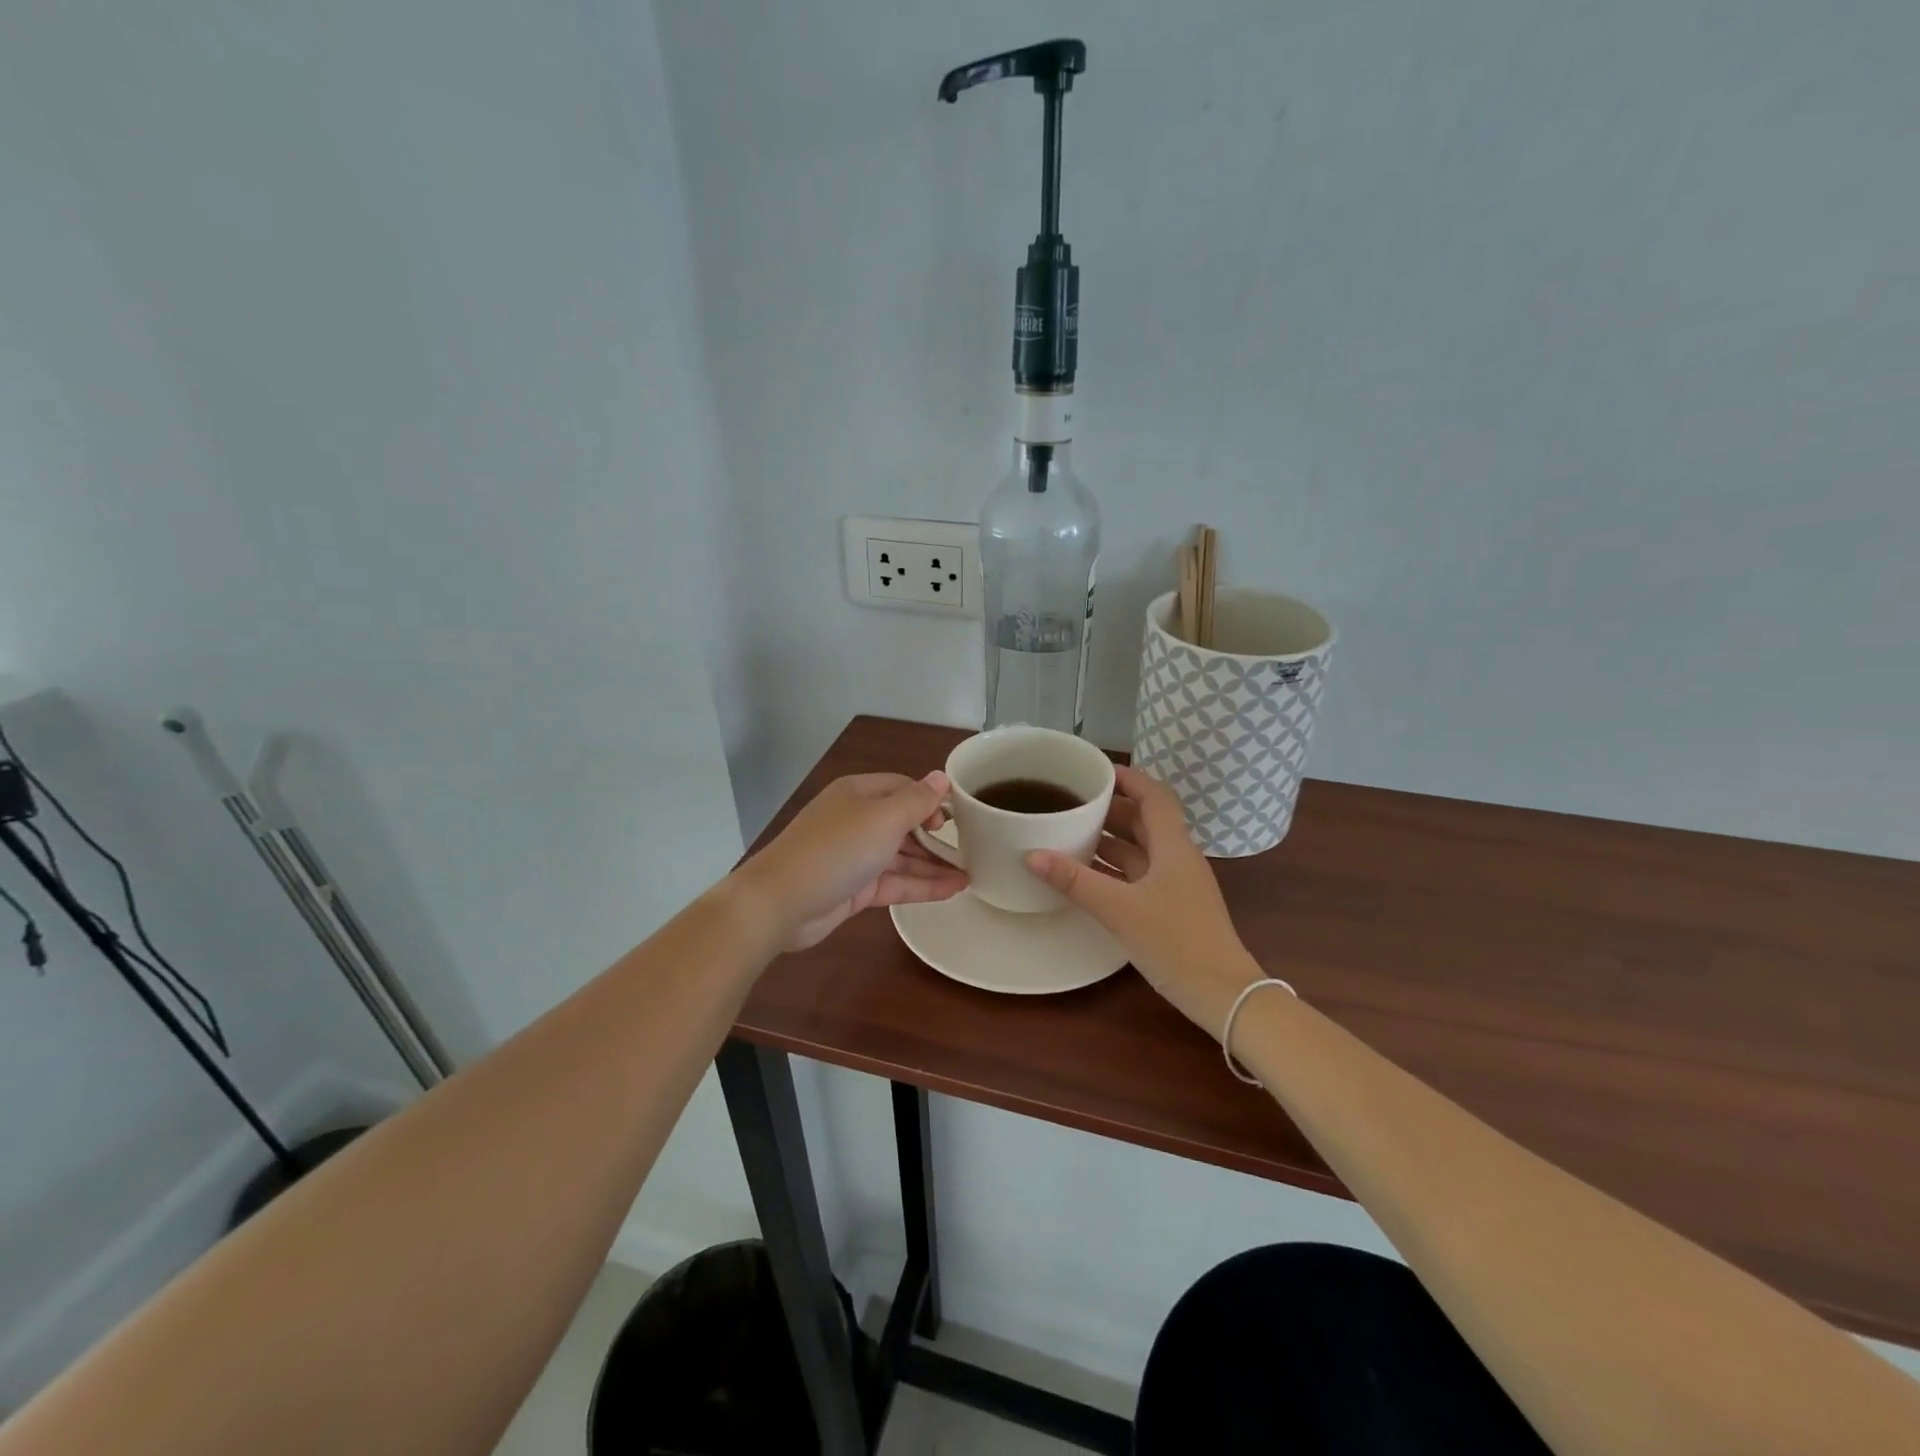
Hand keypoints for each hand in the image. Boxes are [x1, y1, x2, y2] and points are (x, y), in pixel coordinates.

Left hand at [736, 772, 967, 951]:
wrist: (780, 902)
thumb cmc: (836, 850)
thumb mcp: (883, 819)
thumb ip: (917, 800)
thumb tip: (942, 777)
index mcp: (859, 793)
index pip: (903, 788)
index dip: (930, 800)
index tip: (954, 819)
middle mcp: (857, 820)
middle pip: (904, 823)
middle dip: (935, 836)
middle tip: (971, 849)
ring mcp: (855, 856)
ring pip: (902, 856)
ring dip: (934, 864)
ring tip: (971, 873)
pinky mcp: (855, 889)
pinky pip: (896, 883)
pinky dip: (922, 885)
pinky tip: (953, 890)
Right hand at [1026, 765, 1261, 1036]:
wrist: (1222, 995)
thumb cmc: (1175, 941)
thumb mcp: (1119, 909)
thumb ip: (1075, 880)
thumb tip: (1031, 854)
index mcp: (1173, 846)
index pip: (1154, 796)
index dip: (1129, 778)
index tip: (1095, 771)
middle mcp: (1178, 858)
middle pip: (1145, 820)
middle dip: (1111, 807)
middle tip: (1073, 800)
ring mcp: (1177, 884)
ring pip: (1141, 849)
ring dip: (1111, 838)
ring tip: (1071, 831)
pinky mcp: (1172, 907)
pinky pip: (1139, 874)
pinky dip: (1114, 867)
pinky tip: (1086, 873)